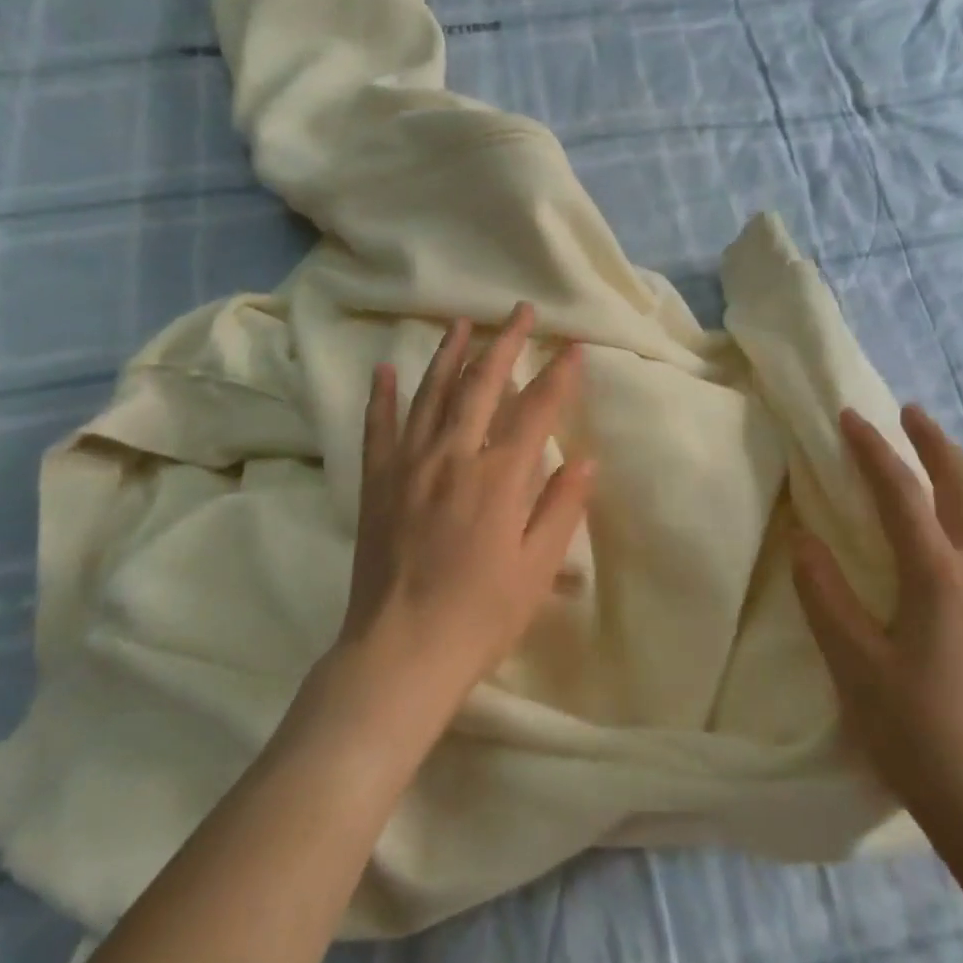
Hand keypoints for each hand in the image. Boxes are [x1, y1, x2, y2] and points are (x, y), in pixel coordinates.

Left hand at [337, 303, 592, 717]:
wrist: (400, 652)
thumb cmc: (480, 616)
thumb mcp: (537, 568)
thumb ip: (561, 508)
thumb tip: (586, 458)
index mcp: (498, 478)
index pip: (536, 411)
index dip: (559, 376)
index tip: (574, 347)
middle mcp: (452, 457)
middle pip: (481, 386)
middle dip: (505, 343)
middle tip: (520, 311)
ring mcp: (407, 466)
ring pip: (430, 394)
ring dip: (448, 354)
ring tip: (462, 322)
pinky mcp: (375, 482)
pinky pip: (378, 427)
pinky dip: (382, 396)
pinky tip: (385, 368)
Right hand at [792, 405, 962, 845]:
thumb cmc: (918, 731)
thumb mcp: (854, 664)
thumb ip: (826, 596)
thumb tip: (803, 539)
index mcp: (938, 576)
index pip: (901, 494)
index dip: (873, 451)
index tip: (850, 418)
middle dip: (934, 444)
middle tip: (909, 413)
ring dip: (962, 469)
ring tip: (939, 451)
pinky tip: (962, 518)